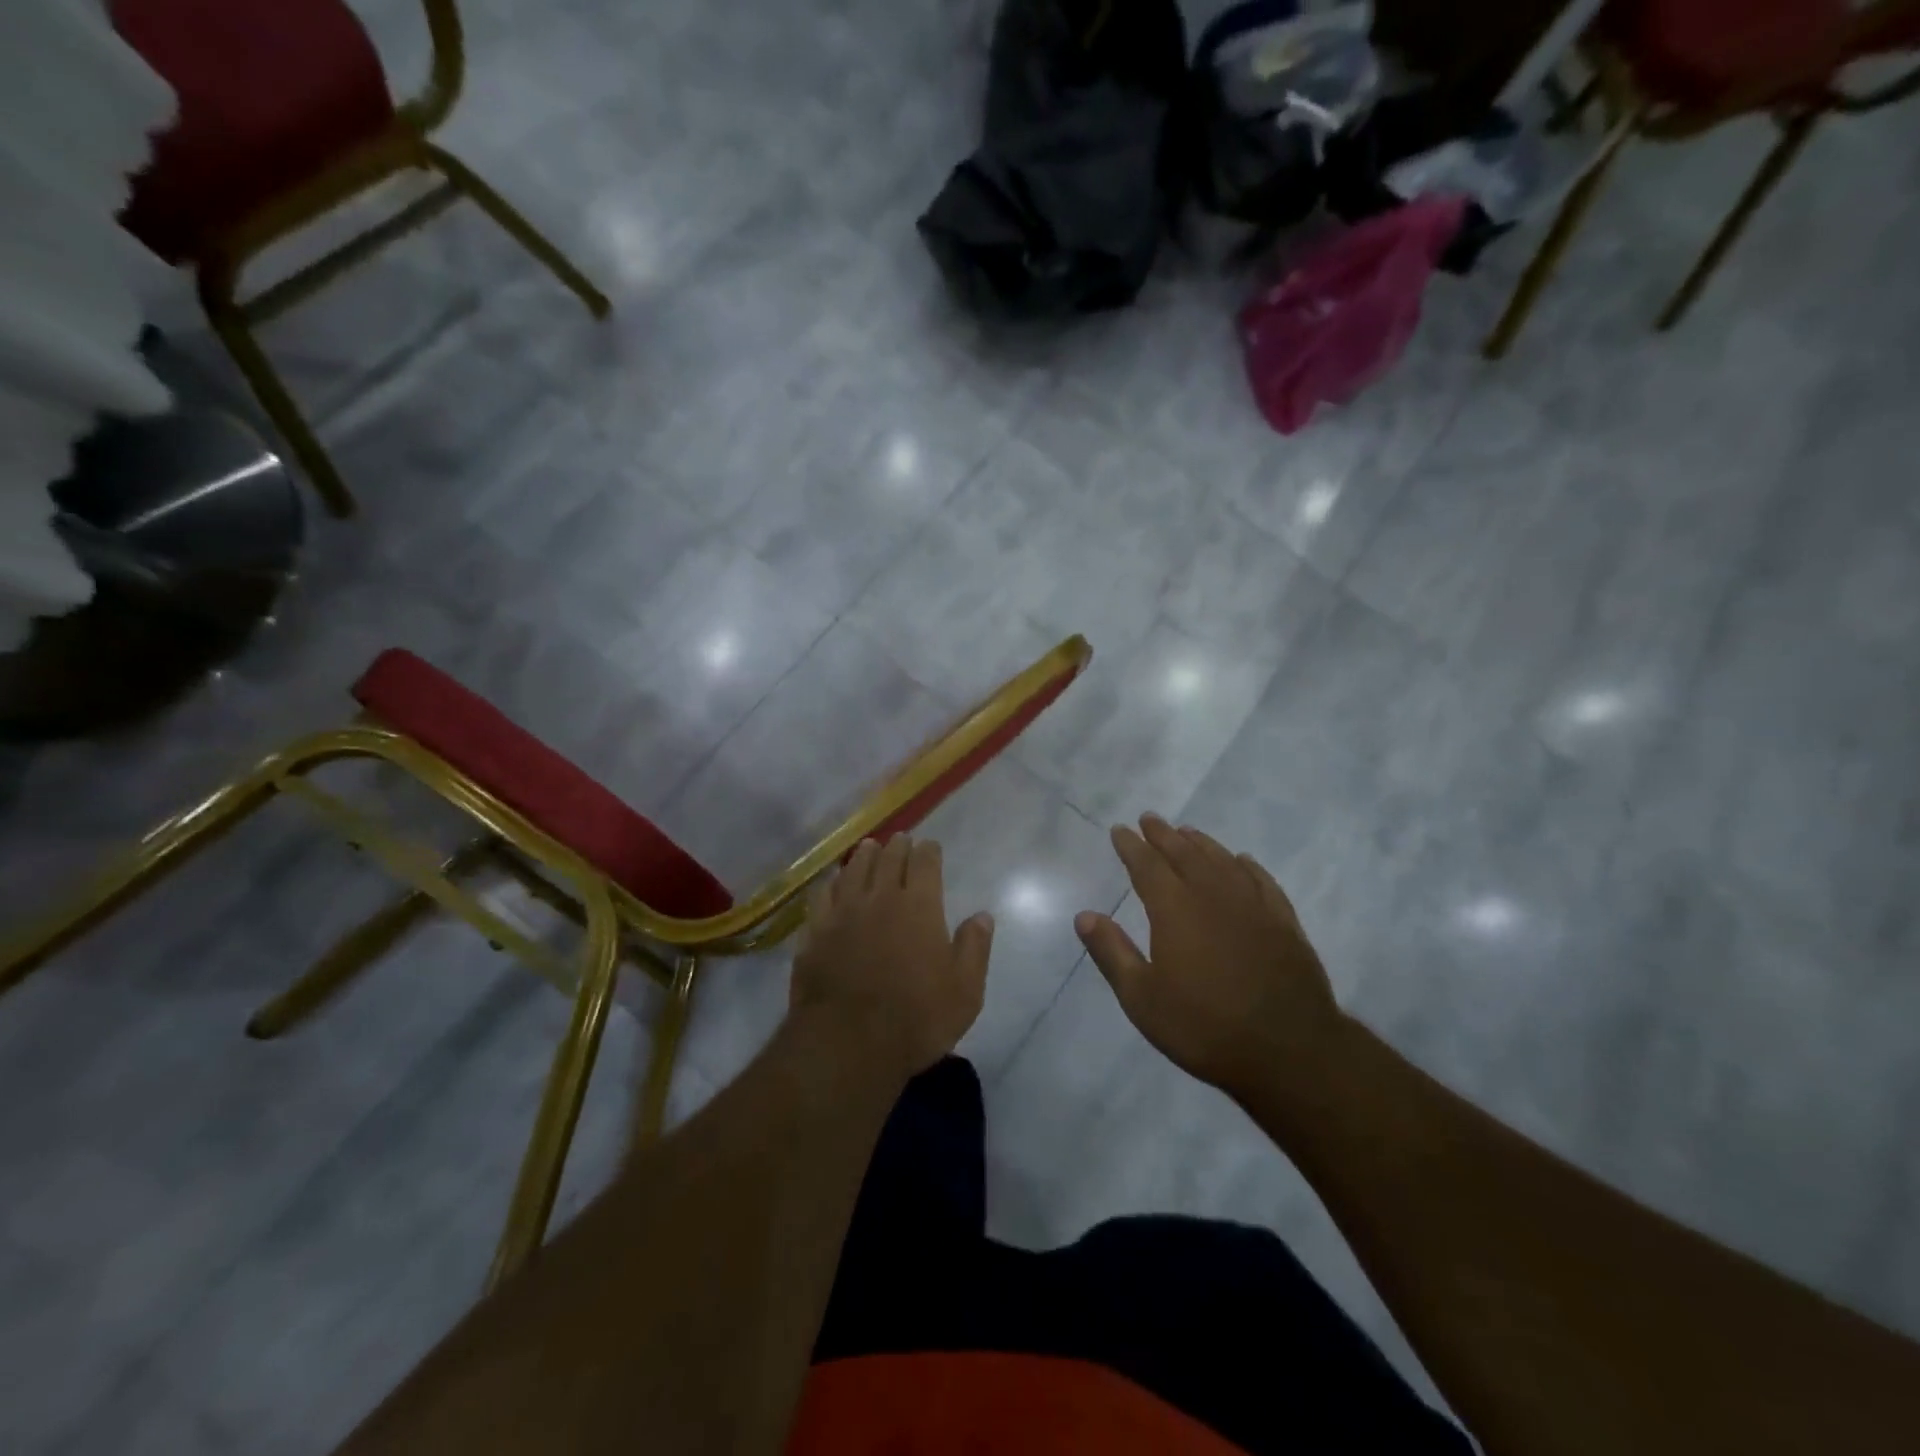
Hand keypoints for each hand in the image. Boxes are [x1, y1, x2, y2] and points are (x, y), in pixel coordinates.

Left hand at [790, 836, 993, 1083]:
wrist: (847, 1044)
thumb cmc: (916, 1019)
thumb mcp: (964, 991)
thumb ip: (974, 948)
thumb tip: (983, 915)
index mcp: (919, 906)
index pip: (925, 863)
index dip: (929, 851)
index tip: (930, 846)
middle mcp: (880, 898)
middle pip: (888, 859)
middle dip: (897, 846)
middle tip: (901, 840)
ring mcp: (842, 913)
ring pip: (853, 870)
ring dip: (864, 855)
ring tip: (869, 848)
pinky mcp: (815, 932)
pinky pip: (823, 895)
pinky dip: (832, 882)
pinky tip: (833, 882)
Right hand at [1075, 814, 1345, 1101]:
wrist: (1289, 1051)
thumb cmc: (1204, 1027)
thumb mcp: (1142, 998)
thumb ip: (1112, 952)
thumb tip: (1085, 916)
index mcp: (1175, 909)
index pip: (1147, 866)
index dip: (1131, 846)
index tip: (1120, 830)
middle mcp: (1213, 895)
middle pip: (1184, 854)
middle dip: (1163, 835)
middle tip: (1150, 819)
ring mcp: (1253, 907)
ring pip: (1222, 861)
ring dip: (1202, 844)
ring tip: (1187, 832)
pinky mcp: (1284, 923)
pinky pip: (1262, 881)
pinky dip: (1247, 866)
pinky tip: (1242, 861)